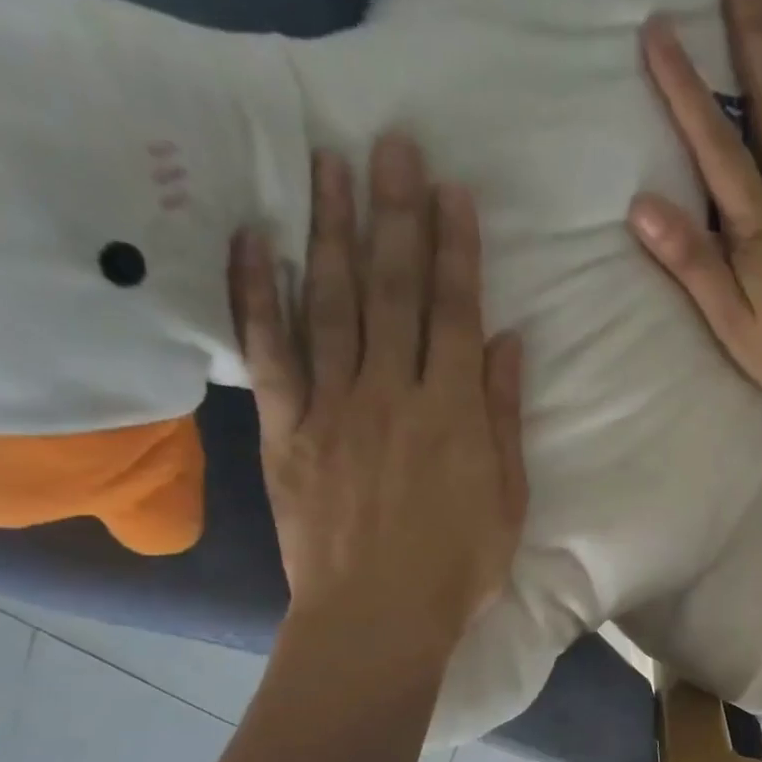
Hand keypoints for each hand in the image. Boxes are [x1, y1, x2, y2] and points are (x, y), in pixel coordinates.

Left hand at [231, 133, 526, 661]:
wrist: (378, 617)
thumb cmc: (459, 566)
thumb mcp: (508, 497)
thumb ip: (504, 416)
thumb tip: (508, 343)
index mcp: (453, 411)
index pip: (456, 312)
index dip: (455, 248)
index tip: (450, 190)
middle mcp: (393, 392)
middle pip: (394, 291)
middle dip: (395, 214)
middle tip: (390, 143)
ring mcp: (333, 407)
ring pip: (331, 304)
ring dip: (330, 231)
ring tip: (327, 164)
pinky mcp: (285, 430)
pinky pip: (268, 355)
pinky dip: (257, 297)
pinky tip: (253, 243)